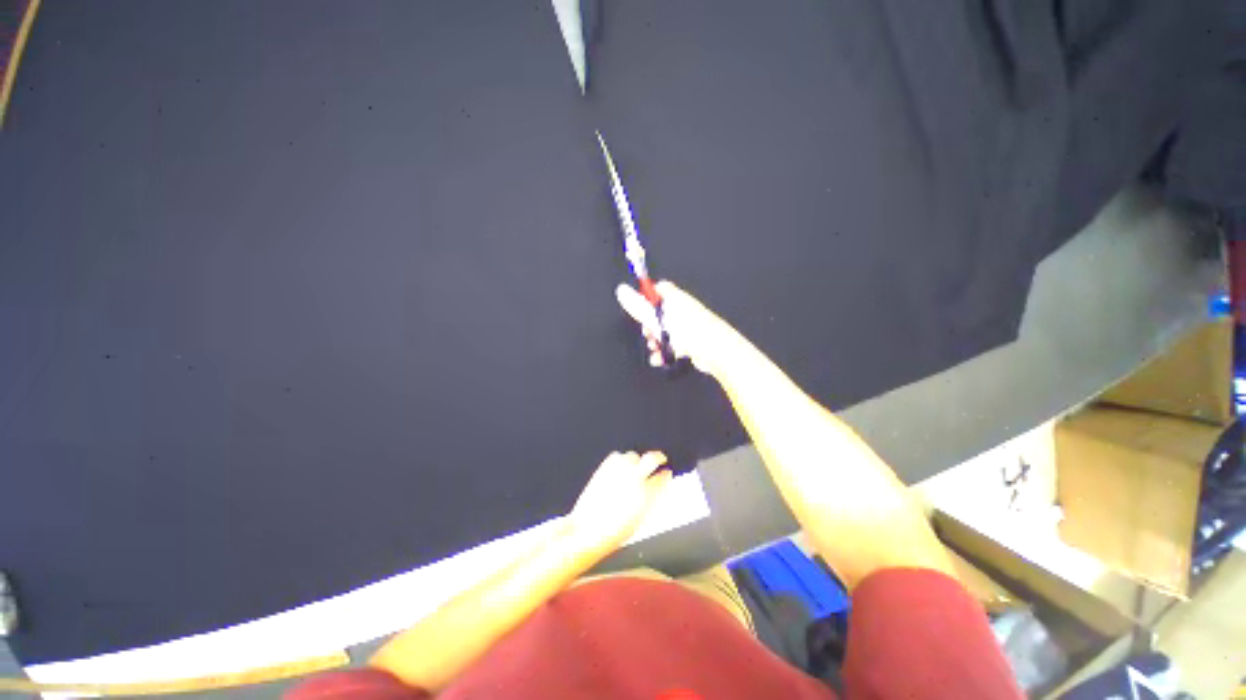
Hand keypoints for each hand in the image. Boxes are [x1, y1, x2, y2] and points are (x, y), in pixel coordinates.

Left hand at [565, 451, 671, 554]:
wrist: (589, 530)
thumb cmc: (615, 531)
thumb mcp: (640, 518)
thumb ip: (651, 499)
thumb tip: (658, 487)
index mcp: (647, 495)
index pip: (663, 478)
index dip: (666, 475)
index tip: (666, 473)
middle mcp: (634, 479)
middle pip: (651, 459)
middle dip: (658, 457)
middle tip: (660, 458)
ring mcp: (619, 472)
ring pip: (633, 455)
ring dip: (636, 460)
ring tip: (636, 466)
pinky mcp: (604, 469)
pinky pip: (616, 456)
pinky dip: (620, 459)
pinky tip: (620, 466)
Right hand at [615, 280, 747, 375]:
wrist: (715, 349)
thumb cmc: (687, 331)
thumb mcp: (656, 318)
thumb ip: (637, 305)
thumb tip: (621, 290)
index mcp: (674, 297)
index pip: (657, 289)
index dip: (646, 298)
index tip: (639, 310)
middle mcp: (682, 308)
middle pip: (659, 312)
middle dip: (649, 325)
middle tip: (648, 333)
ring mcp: (688, 324)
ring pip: (666, 330)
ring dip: (657, 340)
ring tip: (655, 348)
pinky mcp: (693, 339)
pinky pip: (675, 343)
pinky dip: (666, 350)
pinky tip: (662, 358)